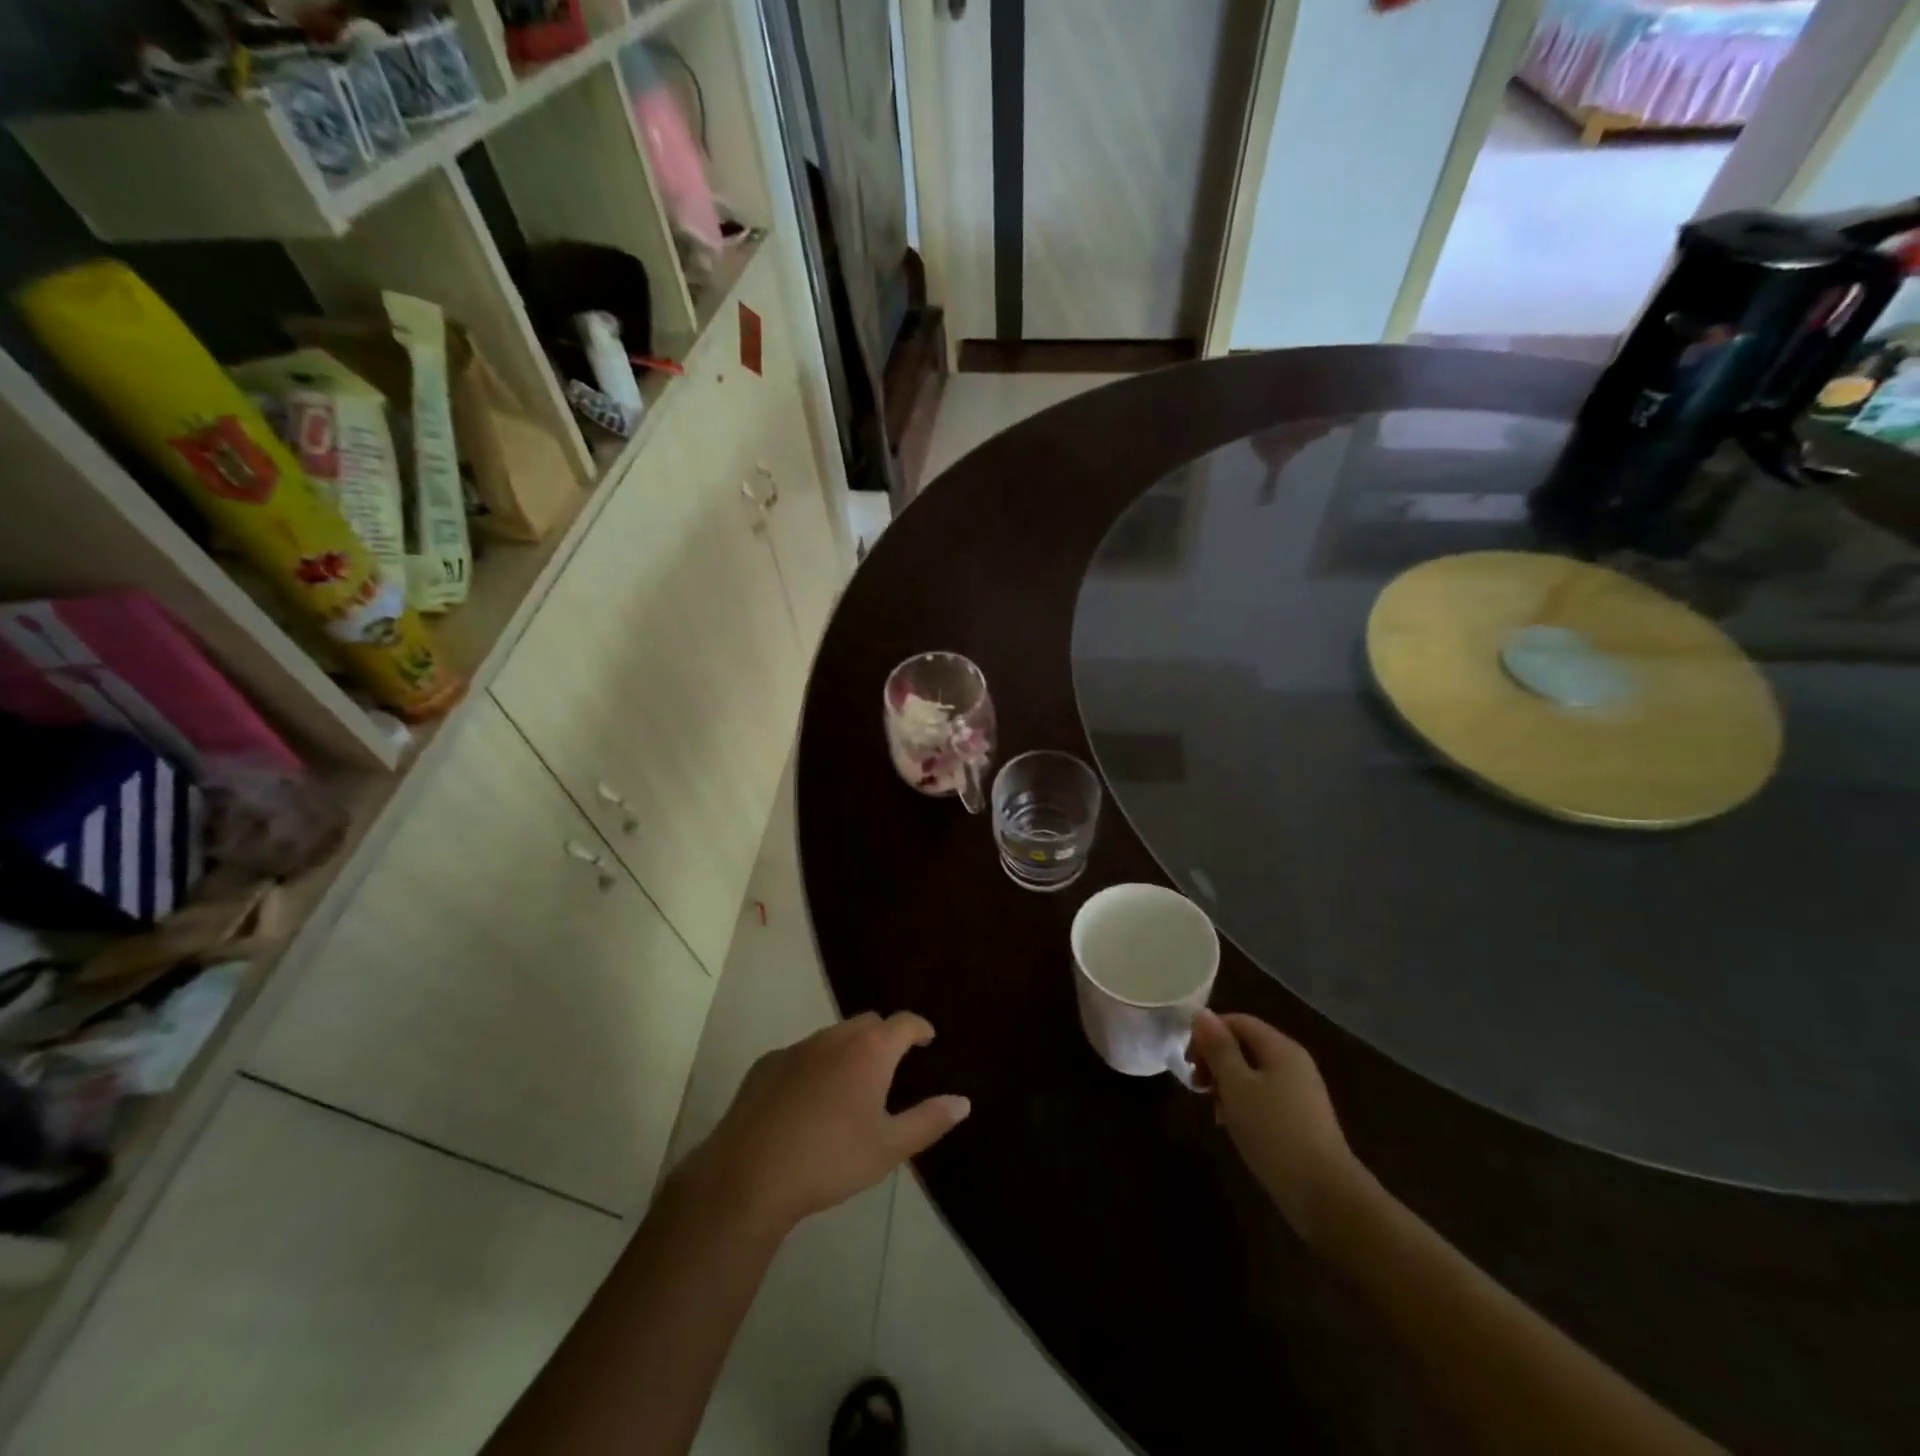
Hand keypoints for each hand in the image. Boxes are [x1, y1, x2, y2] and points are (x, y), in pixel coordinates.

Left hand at [684, 1012, 969, 1232]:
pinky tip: (808, 1101)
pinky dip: (815, 1065)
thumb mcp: (888, 1148)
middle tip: (892, 1065)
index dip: (920, 1028)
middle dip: (884, 1036)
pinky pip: (801, 1054)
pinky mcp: (766, 1064)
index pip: (904, 1022)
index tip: (928, 1039)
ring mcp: (797, 1048)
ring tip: (851, 1084)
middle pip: (868, 1023)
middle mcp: (835, 1038)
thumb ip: (928, 1120)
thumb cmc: (830, 1160)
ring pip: (832, 1036)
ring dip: (848, 1050)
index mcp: (870, 1051)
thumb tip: (963, 1101)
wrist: (749, 1175)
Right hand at [1188, 1010, 1364, 1244]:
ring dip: (1227, 1085)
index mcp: (1281, 1048)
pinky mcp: (1301, 1120)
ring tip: (1214, 1110)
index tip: (1188, 1061)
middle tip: (1198, 1086)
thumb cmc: (1273, 1131)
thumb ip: (1218, 1048)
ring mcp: (1301, 1093)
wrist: (1324, 1195)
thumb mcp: (1236, 1086)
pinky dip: (1244, 1104)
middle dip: (1216, 1061)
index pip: (1238, 1021)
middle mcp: (1294, 1063)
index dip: (1208, 1033)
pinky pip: (1265, 1098)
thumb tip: (1201, 1014)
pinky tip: (1234, 1127)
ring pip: (1252, 1074)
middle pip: (1245, 1046)